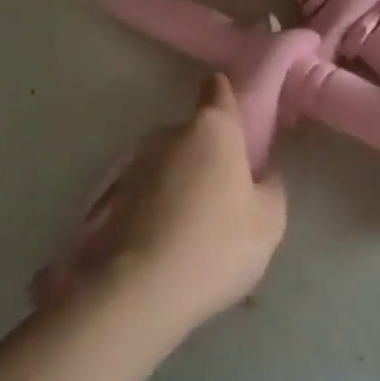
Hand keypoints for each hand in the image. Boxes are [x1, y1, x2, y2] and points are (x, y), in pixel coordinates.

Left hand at [33, 74, 286, 338]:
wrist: (137, 290)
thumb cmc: (215, 244)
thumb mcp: (268, 223)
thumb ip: (271, 189)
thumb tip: (262, 175)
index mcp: (212, 129)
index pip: (217, 90)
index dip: (225, 93)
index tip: (232, 109)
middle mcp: (169, 135)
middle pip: (192, 133)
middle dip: (205, 153)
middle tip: (221, 192)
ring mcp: (133, 164)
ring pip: (165, 164)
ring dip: (177, 182)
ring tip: (190, 226)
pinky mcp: (108, 197)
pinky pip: (143, 193)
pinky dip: (154, 208)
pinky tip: (164, 242)